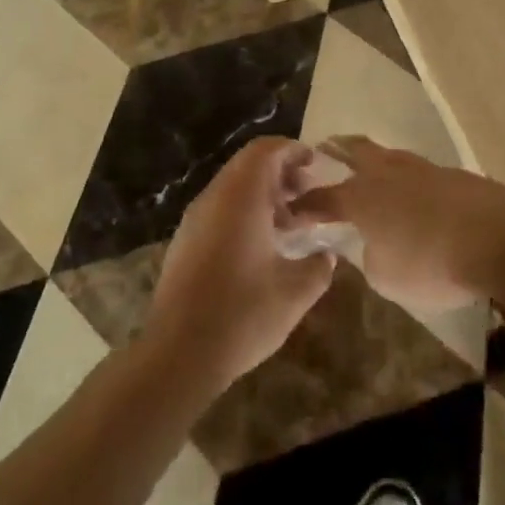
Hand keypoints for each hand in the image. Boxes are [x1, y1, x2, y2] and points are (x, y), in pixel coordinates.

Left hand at [144, 138, 334, 398]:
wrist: (178, 353)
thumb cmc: (242, 315)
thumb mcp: (294, 293)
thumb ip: (318, 267)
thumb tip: (327, 255)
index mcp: (240, 197)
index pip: (265, 150)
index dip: (293, 151)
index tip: (316, 166)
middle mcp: (213, 198)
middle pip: (247, 165)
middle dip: (281, 173)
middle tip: (308, 195)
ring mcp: (194, 220)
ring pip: (232, 188)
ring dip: (263, 195)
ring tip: (290, 224)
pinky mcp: (184, 241)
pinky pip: (219, 210)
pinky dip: (243, 213)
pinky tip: (262, 248)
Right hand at [297, 136, 504, 309]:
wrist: (500, 238)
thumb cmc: (432, 262)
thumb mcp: (388, 277)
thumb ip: (371, 257)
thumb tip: (374, 244)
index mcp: (361, 197)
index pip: (321, 197)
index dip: (304, 204)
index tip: (290, 209)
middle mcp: (386, 173)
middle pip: (354, 150)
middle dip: (336, 149)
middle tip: (324, 146)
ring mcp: (422, 168)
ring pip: (389, 155)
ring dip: (374, 159)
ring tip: (369, 165)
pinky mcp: (453, 174)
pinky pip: (419, 171)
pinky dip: (408, 178)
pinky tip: (414, 191)